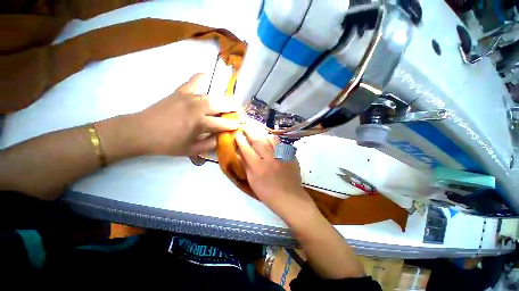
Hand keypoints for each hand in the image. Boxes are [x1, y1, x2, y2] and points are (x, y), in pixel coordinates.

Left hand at [132, 73, 239, 156]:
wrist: (141, 131)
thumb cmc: (167, 144)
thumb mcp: (191, 150)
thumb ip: (209, 144)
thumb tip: (221, 137)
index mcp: (200, 123)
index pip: (223, 124)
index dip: (233, 125)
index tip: (240, 125)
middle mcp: (197, 108)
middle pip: (221, 106)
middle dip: (233, 109)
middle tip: (239, 111)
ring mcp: (188, 97)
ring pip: (211, 96)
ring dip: (223, 99)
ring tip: (230, 101)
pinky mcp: (180, 92)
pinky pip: (193, 81)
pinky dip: (201, 77)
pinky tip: (208, 74)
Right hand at [235, 124, 316, 220]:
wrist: (289, 197)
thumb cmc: (267, 193)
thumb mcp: (253, 181)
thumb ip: (246, 166)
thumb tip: (240, 154)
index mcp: (258, 167)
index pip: (246, 149)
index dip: (240, 140)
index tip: (237, 134)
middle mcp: (269, 159)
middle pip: (259, 140)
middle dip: (250, 131)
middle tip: (246, 126)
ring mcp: (281, 156)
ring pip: (272, 139)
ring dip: (263, 134)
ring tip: (259, 132)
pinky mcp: (290, 156)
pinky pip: (281, 144)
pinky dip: (275, 141)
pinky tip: (272, 141)